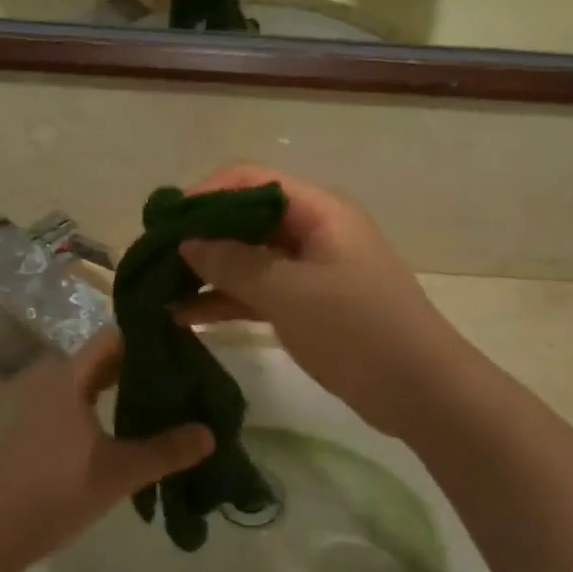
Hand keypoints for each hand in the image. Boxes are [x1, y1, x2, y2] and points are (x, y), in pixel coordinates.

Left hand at [0, 329, 213, 568]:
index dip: (149, 337)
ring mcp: (43, 408)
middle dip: (144, 365)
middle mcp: (55, 383)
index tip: (185, 346)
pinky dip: (108, 408)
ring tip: (166, 402)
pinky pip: (81, 405)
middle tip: (185, 377)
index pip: (115, 337)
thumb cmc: (55, 490)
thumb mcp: (118, 472)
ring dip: (126, 389)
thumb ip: (166, 451)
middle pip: (106, 359)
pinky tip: (130, 429)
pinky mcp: (40, 432)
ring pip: (93, 384)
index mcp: (71, 378)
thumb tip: (210, 433)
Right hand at [178, 165, 465, 438]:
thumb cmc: (358, 330)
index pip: (249, 180)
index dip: (203, 195)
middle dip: (198, 236)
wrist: (420, 391)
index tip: (163, 225)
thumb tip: (186, 241)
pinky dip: (224, 300)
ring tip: (157, 291)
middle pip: (244, 218)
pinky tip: (183, 316)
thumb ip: (233, 263)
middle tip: (152, 260)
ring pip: (247, 258)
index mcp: (317, 209)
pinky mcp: (307, 304)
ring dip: (206, 271)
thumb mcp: (290, 293)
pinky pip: (257, 291)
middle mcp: (312, 230)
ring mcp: (309, 269)